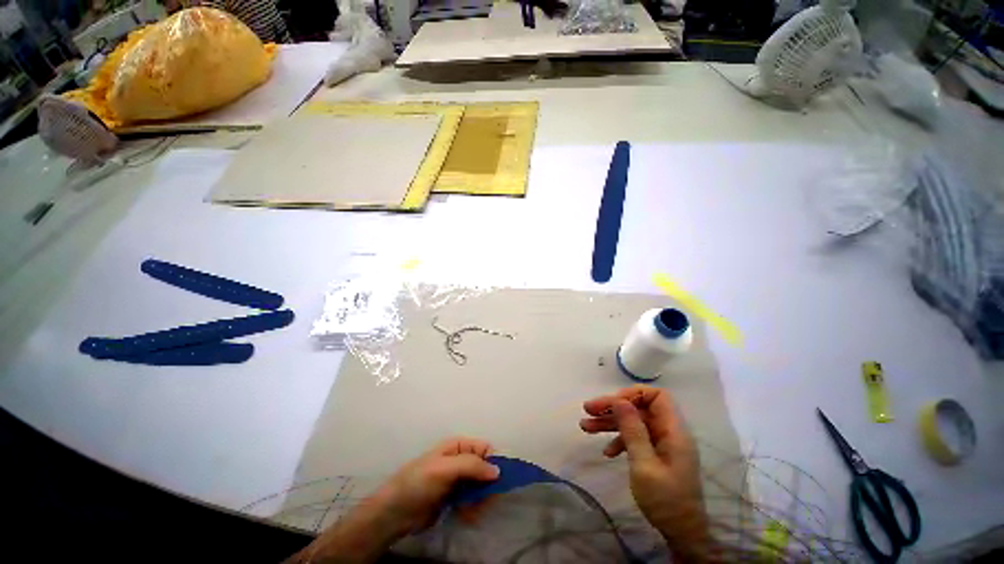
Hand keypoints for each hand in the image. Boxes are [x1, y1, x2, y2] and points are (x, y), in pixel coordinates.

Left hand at [288, 438, 498, 563]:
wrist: (395, 512)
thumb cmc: (419, 483)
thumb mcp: (445, 469)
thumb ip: (472, 466)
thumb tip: (498, 470)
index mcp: (458, 446)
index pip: (484, 448)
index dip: (494, 461)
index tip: (499, 480)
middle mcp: (460, 460)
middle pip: (484, 468)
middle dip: (487, 484)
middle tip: (486, 500)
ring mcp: (457, 480)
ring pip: (480, 485)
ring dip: (481, 499)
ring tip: (473, 510)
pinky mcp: (453, 498)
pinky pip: (472, 500)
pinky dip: (473, 508)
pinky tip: (467, 516)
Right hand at [580, 386, 711, 560]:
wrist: (681, 534)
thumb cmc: (665, 500)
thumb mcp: (644, 465)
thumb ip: (632, 430)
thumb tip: (619, 400)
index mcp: (672, 430)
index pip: (657, 396)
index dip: (634, 394)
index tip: (612, 403)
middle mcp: (668, 432)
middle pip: (639, 408)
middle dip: (613, 407)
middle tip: (587, 410)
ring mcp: (661, 443)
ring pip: (633, 422)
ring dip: (610, 423)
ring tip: (585, 426)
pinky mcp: (655, 454)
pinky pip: (634, 438)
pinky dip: (618, 440)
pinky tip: (606, 452)